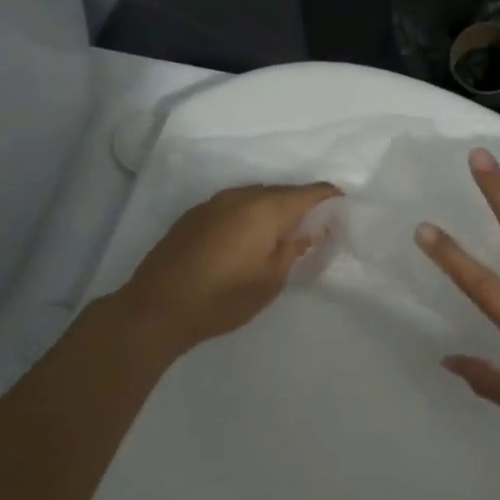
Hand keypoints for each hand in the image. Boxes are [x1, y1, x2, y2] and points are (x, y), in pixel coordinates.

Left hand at [117, 182, 340, 356]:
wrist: (158, 307)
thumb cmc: (224, 297)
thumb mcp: (271, 280)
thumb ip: (294, 249)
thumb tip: (310, 231)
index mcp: (266, 208)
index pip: (310, 192)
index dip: (330, 200)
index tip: (342, 216)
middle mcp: (240, 195)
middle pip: (282, 192)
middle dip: (302, 206)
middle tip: (315, 230)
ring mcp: (213, 203)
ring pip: (256, 198)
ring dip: (273, 211)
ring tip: (282, 236)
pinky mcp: (194, 215)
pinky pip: (234, 206)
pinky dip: (249, 217)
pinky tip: (248, 240)